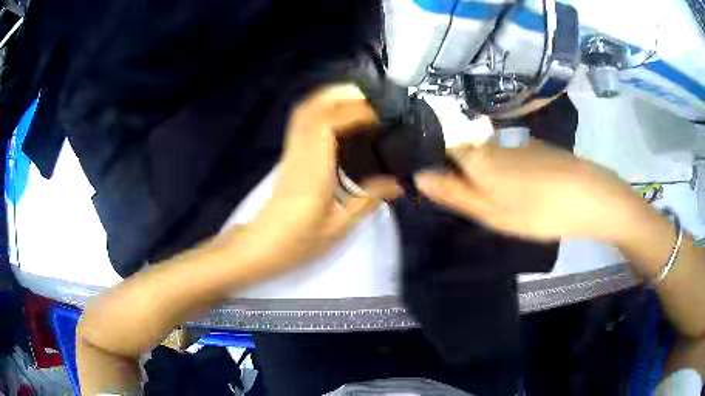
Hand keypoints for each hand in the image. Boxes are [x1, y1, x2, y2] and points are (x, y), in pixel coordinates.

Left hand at [234, 84, 401, 274]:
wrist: (260, 247)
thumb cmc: (296, 242)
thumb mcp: (339, 227)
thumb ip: (368, 200)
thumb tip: (399, 183)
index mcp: (312, 170)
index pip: (326, 123)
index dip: (353, 110)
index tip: (381, 112)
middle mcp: (299, 153)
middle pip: (312, 108)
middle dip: (341, 95)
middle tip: (372, 98)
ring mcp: (291, 152)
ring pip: (305, 112)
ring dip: (330, 99)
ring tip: (360, 101)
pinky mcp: (290, 156)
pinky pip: (303, 122)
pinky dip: (322, 110)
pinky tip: (340, 117)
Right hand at [414, 138, 646, 242]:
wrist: (591, 198)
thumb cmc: (540, 211)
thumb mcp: (494, 214)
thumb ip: (456, 195)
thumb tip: (420, 177)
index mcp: (481, 160)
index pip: (444, 149)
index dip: (437, 162)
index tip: (441, 185)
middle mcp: (496, 146)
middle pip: (468, 153)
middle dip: (465, 173)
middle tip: (478, 203)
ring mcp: (520, 147)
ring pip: (493, 157)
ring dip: (491, 176)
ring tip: (506, 203)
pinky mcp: (539, 151)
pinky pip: (515, 160)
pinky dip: (513, 174)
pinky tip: (528, 193)